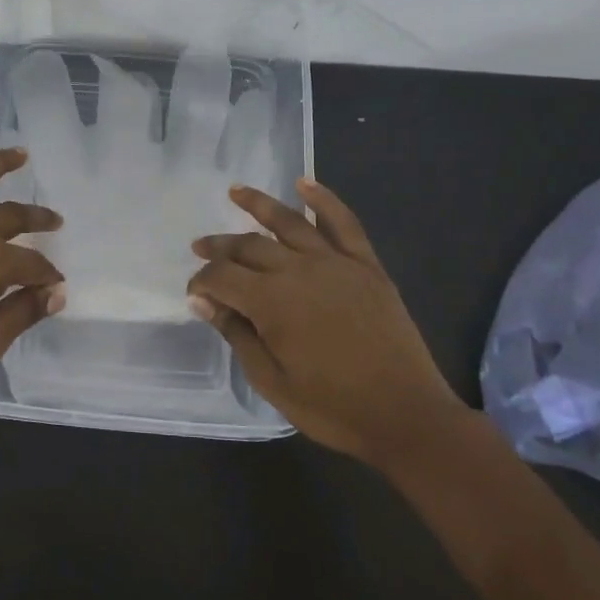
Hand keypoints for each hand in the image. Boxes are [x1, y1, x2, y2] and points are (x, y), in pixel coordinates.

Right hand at [187, 179, 462, 462]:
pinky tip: (305, 184)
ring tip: (235, 192)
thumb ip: (236, 334)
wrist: (405, 415)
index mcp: (271, 302)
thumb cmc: (332, 407)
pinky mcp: (366, 266)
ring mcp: (336, 263)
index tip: (194, 294)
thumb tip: (202, 301)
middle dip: (219, 247)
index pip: (222, 277)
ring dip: (258, 204)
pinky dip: (323, 200)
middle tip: (200, 247)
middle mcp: (299, 270)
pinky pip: (343, 223)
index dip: (201, 282)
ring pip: (289, 223)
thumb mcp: (271, 380)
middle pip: (249, 247)